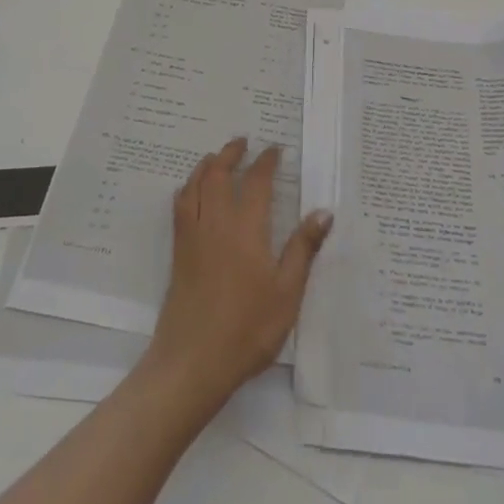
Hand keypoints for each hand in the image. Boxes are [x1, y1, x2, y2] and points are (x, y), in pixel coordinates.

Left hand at [147, 137, 332, 408]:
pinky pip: (180, 206)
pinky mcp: (179, 253)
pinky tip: (192, 192)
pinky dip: (188, 188)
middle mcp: (216, 223)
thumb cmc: (247, 329)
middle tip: (243, 142)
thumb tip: (324, 211)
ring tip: (217, 157)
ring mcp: (193, 237)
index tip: (275, 149)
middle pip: (219, 174)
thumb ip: (303, 249)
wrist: (193, 362)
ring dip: (207, 165)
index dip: (266, 162)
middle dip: (231, 153)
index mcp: (246, 229)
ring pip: (195, 186)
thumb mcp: (287, 293)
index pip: (256, 182)